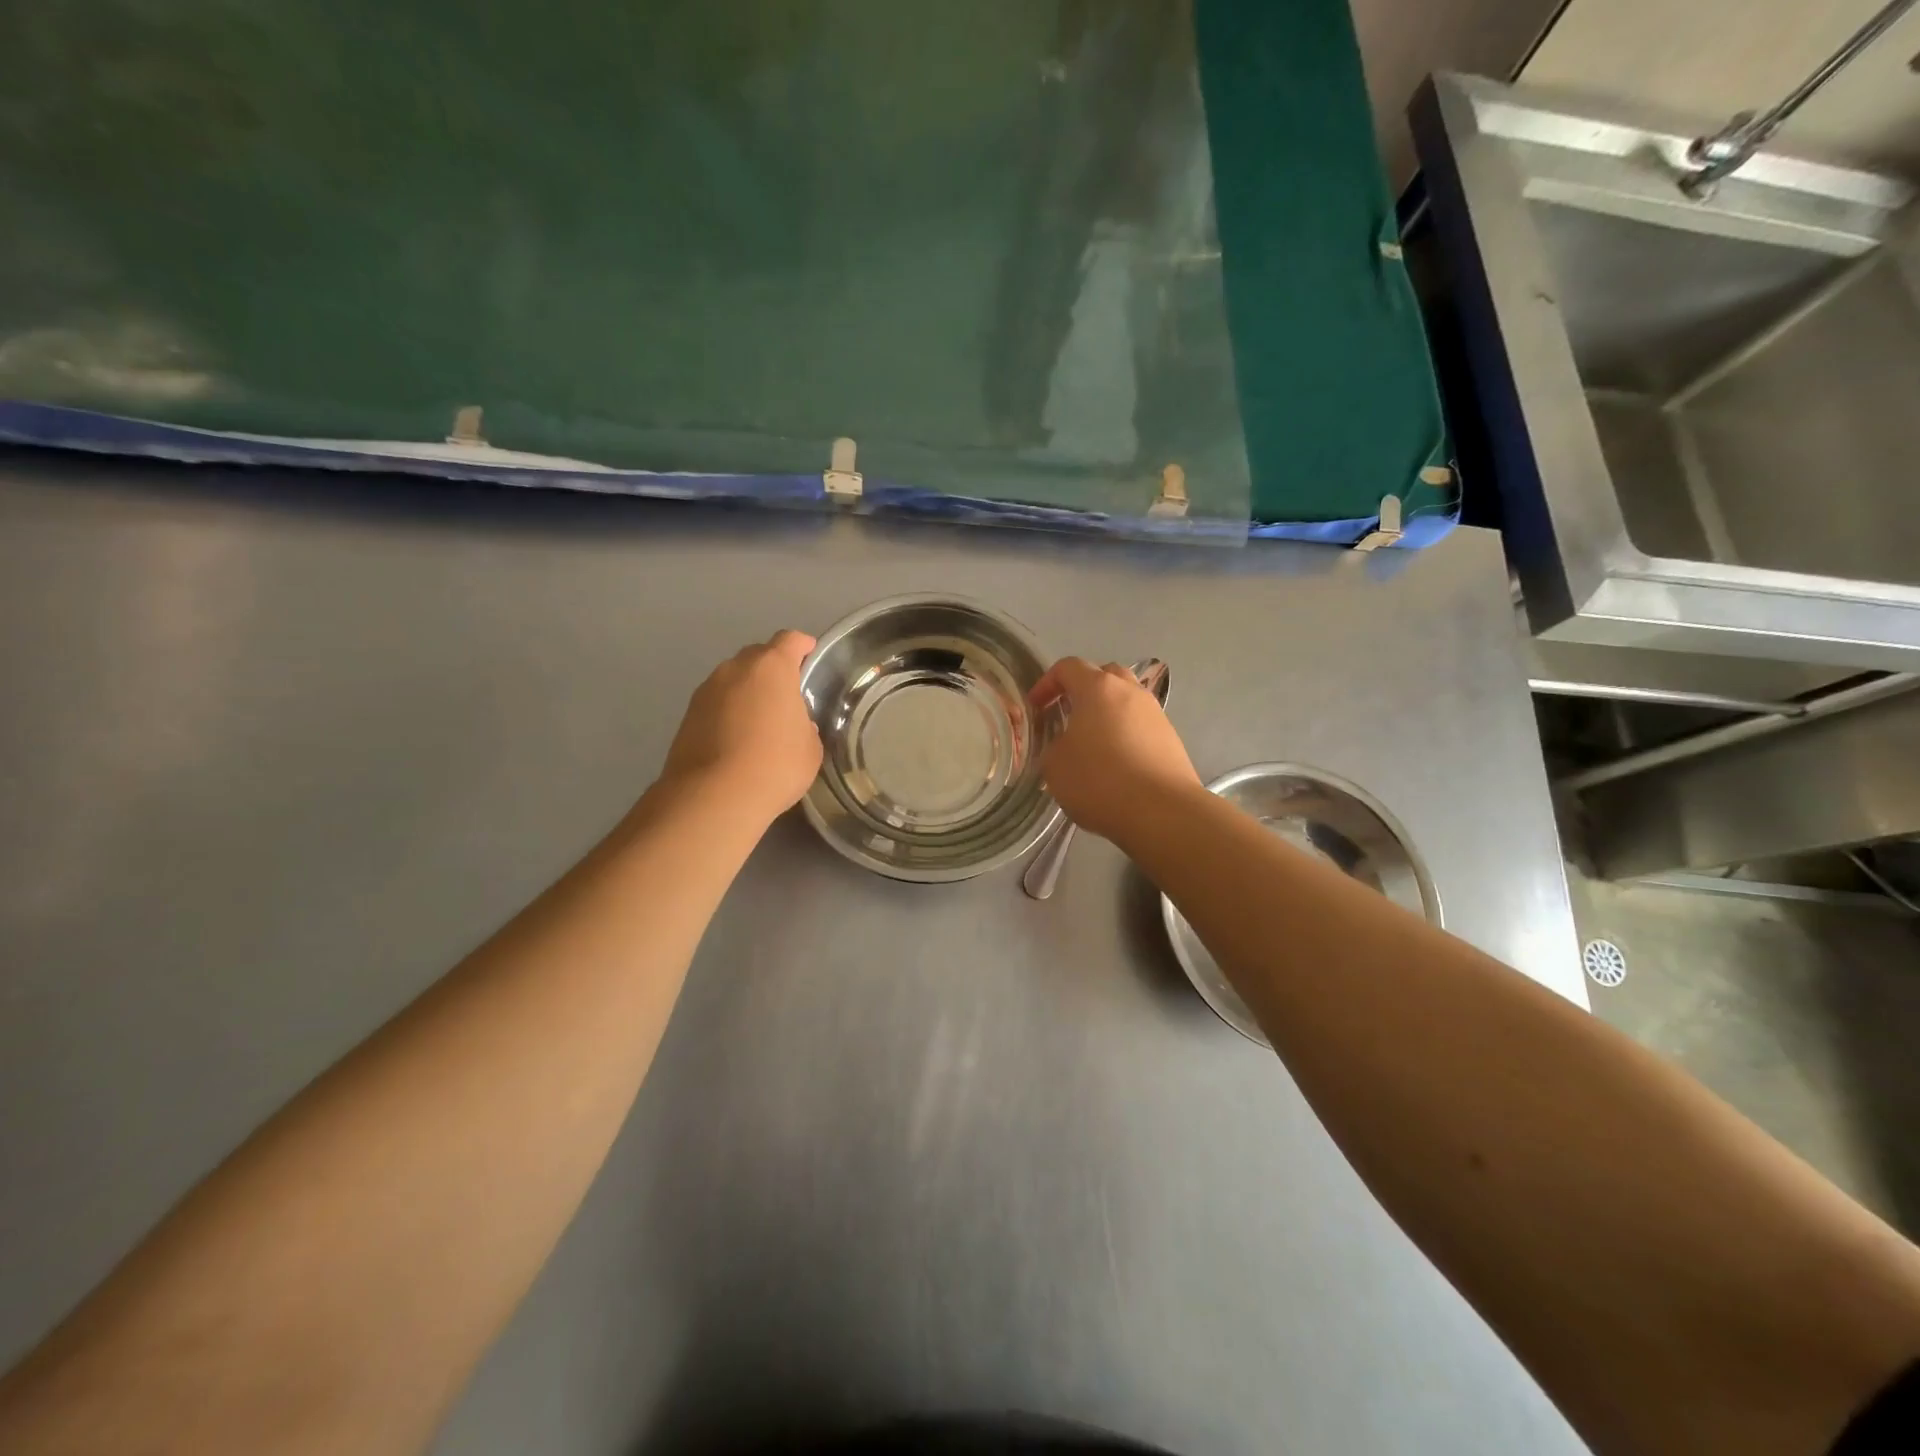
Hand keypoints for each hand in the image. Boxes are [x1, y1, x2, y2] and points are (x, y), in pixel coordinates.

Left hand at [662, 630, 822, 825]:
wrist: (714, 796)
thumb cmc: (775, 765)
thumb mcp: (810, 748)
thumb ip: (805, 726)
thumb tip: (795, 725)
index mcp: (772, 668)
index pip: (789, 641)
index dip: (802, 645)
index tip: (809, 653)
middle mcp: (735, 669)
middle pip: (757, 656)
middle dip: (773, 669)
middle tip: (786, 694)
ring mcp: (706, 691)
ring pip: (733, 679)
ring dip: (747, 690)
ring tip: (760, 719)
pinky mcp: (687, 715)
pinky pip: (716, 703)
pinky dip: (728, 711)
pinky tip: (737, 738)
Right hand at [1031, 657, 1199, 843]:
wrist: (1162, 812)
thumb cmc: (1100, 781)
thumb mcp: (1055, 766)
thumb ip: (1053, 747)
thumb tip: (1065, 746)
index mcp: (1098, 688)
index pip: (1068, 667)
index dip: (1046, 683)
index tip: (1035, 706)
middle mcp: (1130, 692)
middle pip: (1104, 675)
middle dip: (1082, 690)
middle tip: (1066, 714)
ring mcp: (1155, 714)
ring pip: (1126, 700)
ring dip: (1106, 713)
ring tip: (1091, 742)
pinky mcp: (1171, 739)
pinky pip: (1141, 725)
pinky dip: (1124, 734)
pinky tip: (1115, 763)